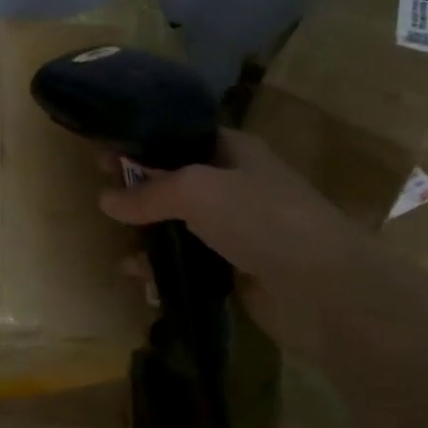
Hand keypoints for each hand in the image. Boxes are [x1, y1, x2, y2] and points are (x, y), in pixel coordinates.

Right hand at [98, 129, 401, 363]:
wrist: (324, 290)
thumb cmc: (260, 218)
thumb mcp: (195, 190)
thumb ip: (147, 193)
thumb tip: (105, 201)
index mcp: (234, 150)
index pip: (179, 136)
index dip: (141, 142)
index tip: (103, 153)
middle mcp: (236, 185)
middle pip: (175, 181)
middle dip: (139, 191)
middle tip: (103, 200)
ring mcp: (238, 230)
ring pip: (180, 226)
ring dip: (149, 238)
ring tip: (124, 254)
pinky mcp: (238, 271)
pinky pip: (191, 265)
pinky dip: (167, 272)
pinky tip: (145, 284)